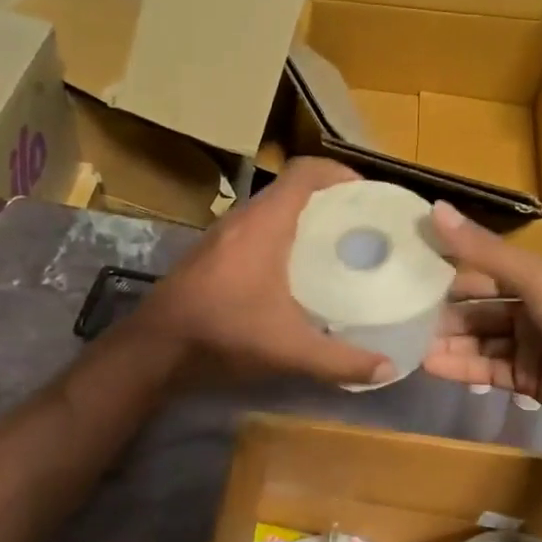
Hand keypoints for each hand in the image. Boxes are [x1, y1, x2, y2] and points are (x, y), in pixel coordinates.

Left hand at [139, 157, 394, 386]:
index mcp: (264, 225)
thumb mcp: (289, 350)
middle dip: (328, 201)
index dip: (340, 173)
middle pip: (291, 190)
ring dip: (302, 221)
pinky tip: (293, 275)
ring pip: (270, 212)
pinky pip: (254, 232)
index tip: (368, 195)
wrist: (155, 349)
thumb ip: (340, 361)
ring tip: (334, 248)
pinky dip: (280, 239)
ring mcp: (221, 237)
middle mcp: (242, 220)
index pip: (305, 172)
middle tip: (360, 226)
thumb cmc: (224, 334)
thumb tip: (386, 369)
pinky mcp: (209, 256)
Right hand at [423, 202, 541, 451]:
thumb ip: (483, 251)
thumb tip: (434, 209)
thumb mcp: (537, 278)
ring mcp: (531, 346)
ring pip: (480, 339)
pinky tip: (429, 364)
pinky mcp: (527, 379)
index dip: (452, 269)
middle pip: (480, 307)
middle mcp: (536, 308)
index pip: (488, 270)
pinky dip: (460, 367)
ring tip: (407, 342)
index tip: (410, 269)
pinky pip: (487, 369)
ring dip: (448, 340)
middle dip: (445, 311)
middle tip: (401, 312)